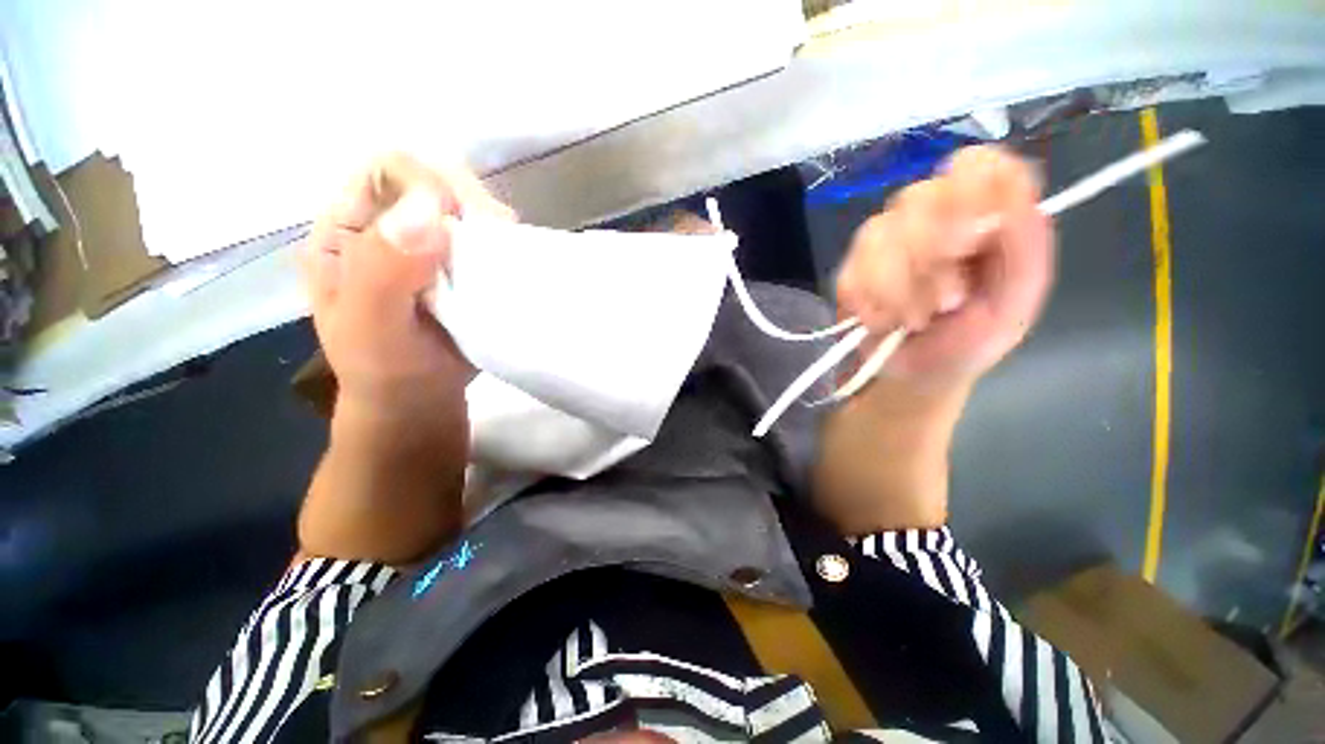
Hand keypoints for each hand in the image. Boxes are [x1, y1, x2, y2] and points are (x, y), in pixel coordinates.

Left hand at [299, 154, 514, 412]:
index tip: (459, 222)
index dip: (426, 184)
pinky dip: (503, 245)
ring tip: (502, 257)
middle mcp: (388, 227)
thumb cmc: (386, 371)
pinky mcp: (462, 266)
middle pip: (433, 180)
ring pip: (467, 206)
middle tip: (492, 240)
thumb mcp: (371, 328)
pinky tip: (509, 264)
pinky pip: (487, 238)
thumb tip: (426, 211)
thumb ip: (383, 272)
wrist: (420, 401)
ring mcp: (429, 246)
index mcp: (347, 231)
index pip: (386, 170)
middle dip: (468, 202)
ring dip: (491, 224)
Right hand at [835, 146, 1053, 390]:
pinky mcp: (850, 269)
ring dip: (900, 288)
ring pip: (879, 234)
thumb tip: (1003, 204)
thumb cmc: (971, 342)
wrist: (913, 377)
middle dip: (932, 256)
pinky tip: (885, 322)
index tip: (973, 240)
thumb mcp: (1017, 302)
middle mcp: (931, 216)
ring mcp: (884, 240)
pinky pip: (852, 272)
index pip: (976, 164)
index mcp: (983, 214)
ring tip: (915, 320)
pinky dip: (872, 304)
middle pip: (920, 197)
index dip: (971, 193)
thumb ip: (1024, 248)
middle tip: (947, 301)